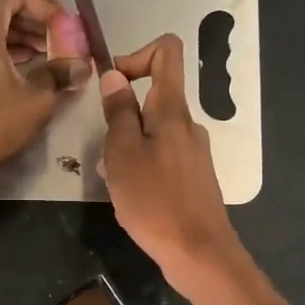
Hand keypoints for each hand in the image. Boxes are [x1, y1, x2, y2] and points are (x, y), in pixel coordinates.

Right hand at [100, 34, 240, 284]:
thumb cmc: (155, 202)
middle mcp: (188, 125)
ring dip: (128, 146)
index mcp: (172, 111)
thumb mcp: (123, 154)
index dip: (136, 55)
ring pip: (155, 132)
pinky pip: (163, 157)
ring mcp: (194, 153)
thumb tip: (115, 75)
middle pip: (155, 96)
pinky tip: (131, 197)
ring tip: (114, 181)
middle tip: (105, 152)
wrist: (198, 253)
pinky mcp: (194, 178)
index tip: (114, 86)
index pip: (166, 52)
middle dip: (123, 115)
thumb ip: (119, 112)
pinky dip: (142, 166)